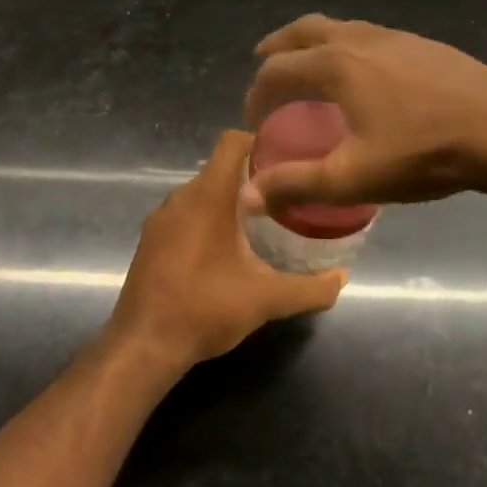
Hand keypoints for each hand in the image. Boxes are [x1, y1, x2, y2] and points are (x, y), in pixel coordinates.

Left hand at [107, 130, 345, 371]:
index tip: (286, 158)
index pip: (232, 142)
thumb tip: (342, 278)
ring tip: (259, 223)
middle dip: (250, 177)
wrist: (143, 345)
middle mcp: (181, 197)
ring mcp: (161, 218)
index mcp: (208, 195)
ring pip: (200, 193)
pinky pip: (184, 214)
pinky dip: (206, 219)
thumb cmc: (205, 307)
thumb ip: (309, 288)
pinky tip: (224, 250)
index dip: (258, 141)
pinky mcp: (151, 240)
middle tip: (283, 196)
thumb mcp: (266, 299)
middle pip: (219, 168)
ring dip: (227, 201)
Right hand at [241, 14, 486, 213]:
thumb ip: (297, 185)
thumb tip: (247, 197)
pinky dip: (346, 45)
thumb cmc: (423, 153)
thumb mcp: (354, 178)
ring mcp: (393, 36)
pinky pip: (368, 35)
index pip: (278, 69)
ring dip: (313, 42)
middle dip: (278, 46)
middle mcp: (358, 39)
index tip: (253, 117)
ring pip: (339, 27)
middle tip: (264, 62)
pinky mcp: (421, 44)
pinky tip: (364, 72)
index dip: (257, 92)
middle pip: (304, 30)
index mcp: (336, 65)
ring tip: (310, 65)